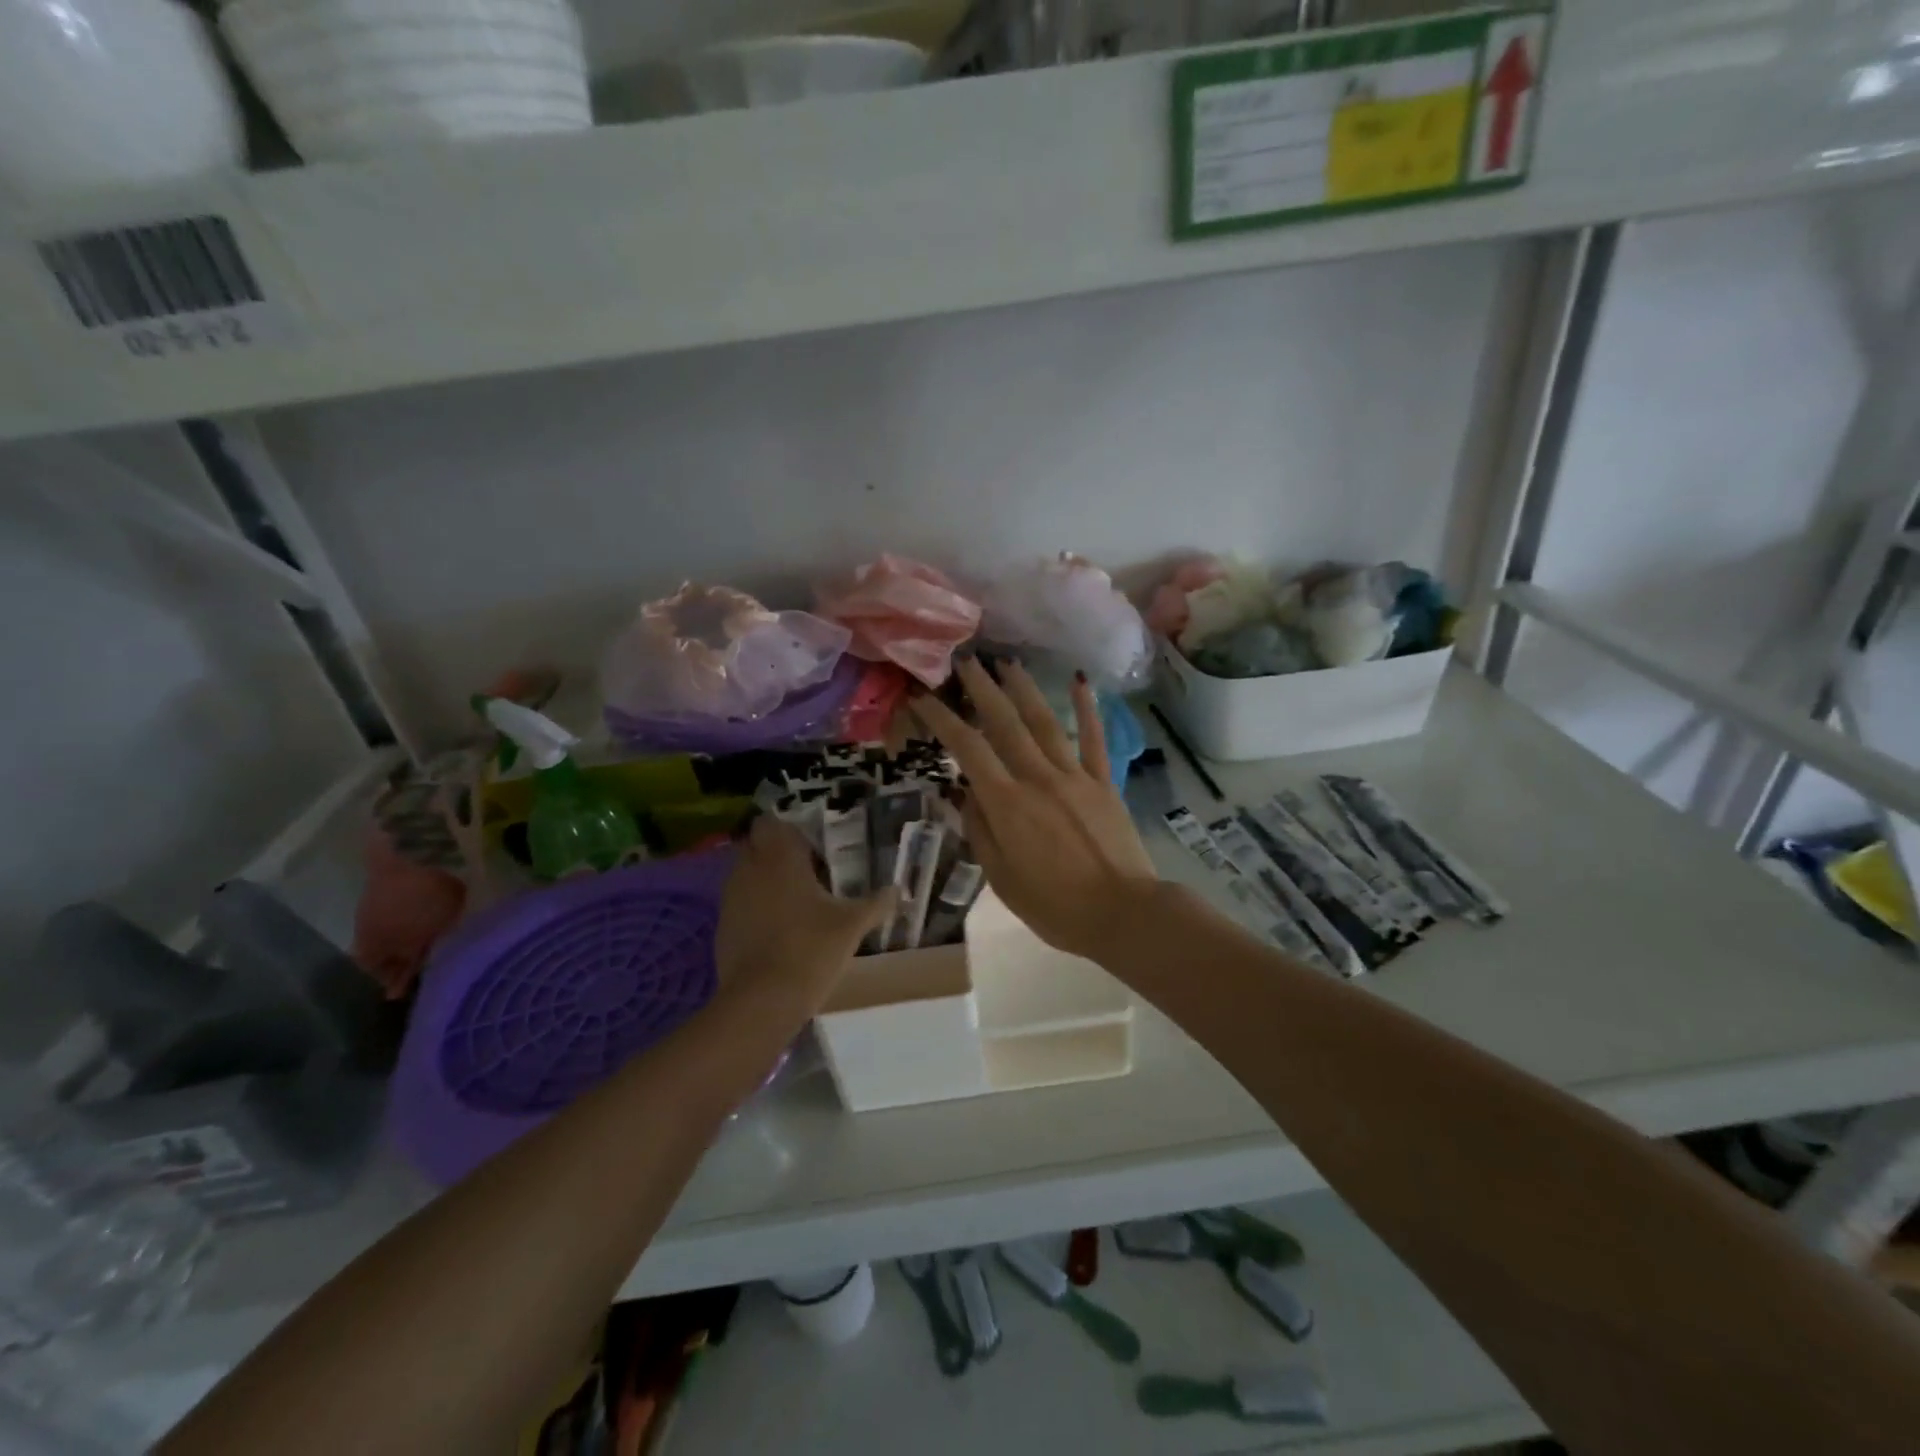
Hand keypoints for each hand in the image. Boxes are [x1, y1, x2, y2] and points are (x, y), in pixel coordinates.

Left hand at [714, 816, 894, 1009]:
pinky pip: (740, 903)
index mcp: (779, 858)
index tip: (810, 845)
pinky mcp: (722, 927)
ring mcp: (731, 898)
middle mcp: (749, 869)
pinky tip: (778, 929)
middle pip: (755, 845)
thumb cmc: (811, 949)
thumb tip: (899, 890)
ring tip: (795, 900)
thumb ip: (876, 903)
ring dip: (764, 879)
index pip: (769, 822)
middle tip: (806, 870)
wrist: (762, 1000)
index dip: (787, 830)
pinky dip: (755, 907)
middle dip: (775, 852)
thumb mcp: (852, 926)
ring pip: (745, 874)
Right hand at [912, 659, 1156, 960]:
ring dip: (1024, 689)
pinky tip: (1080, 680)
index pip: (967, 750)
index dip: (942, 719)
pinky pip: (1094, 740)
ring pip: (1045, 722)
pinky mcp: (1105, 783)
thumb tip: (965, 791)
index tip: (923, 696)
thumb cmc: (1055, 907)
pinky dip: (1087, 708)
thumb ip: (980, 830)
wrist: (1123, 915)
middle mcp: (1038, 778)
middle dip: (982, 689)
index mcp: (1007, 804)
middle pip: (1005, 724)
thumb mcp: (1002, 878)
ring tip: (1008, 662)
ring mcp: (1075, 776)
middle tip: (966, 660)